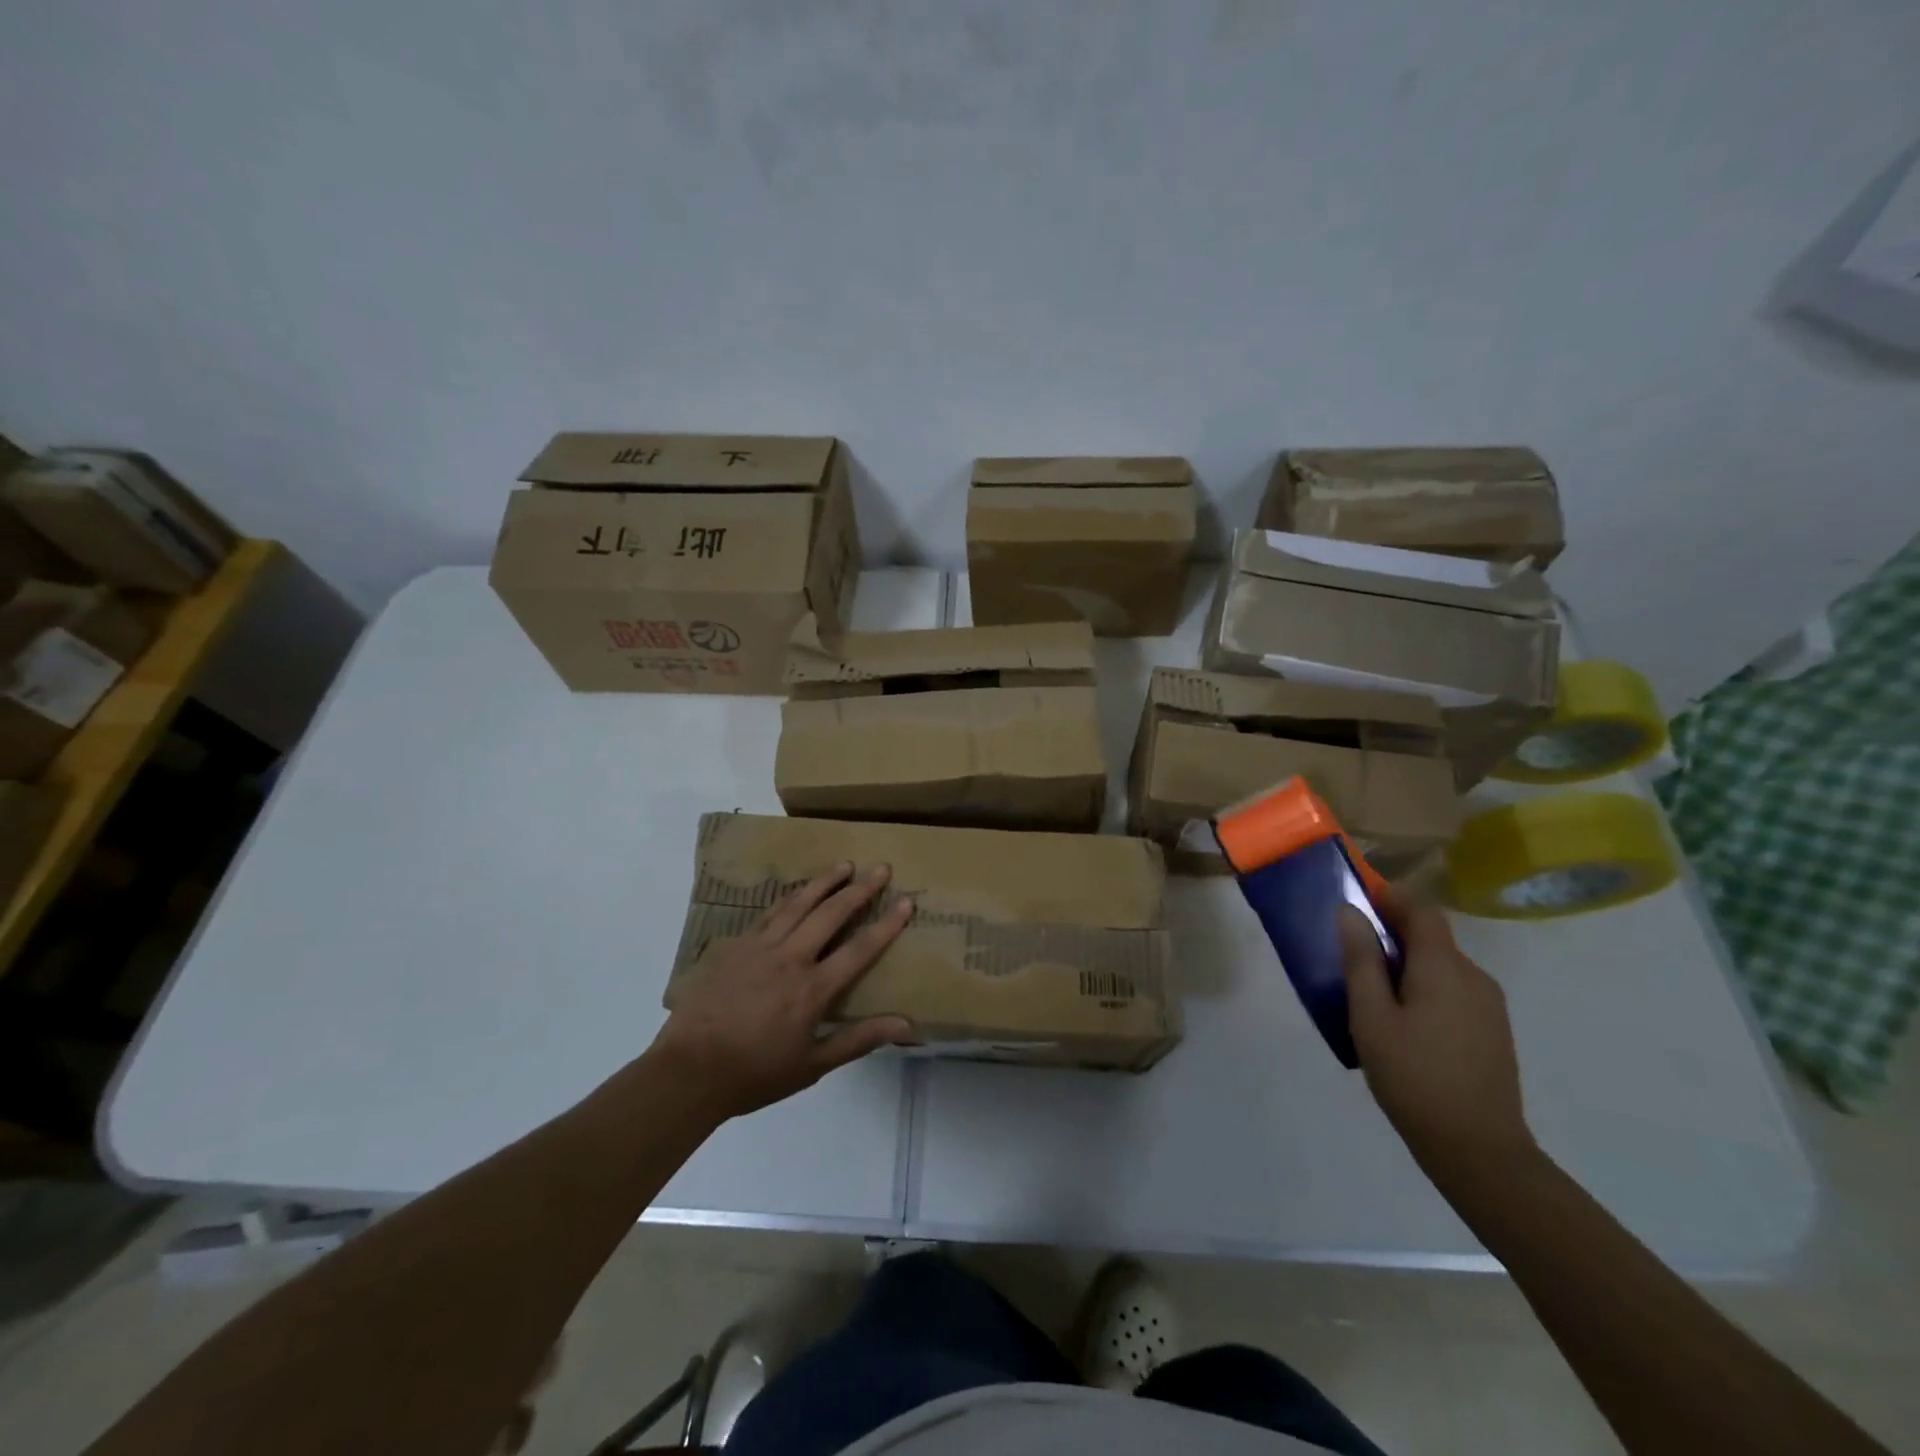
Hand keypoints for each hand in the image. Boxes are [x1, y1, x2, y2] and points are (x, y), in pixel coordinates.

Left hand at [647, 862, 916, 1119]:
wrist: (688, 1071)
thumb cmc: (754, 1073)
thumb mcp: (812, 1066)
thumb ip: (858, 1039)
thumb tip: (905, 1025)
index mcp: (812, 989)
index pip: (859, 950)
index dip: (886, 925)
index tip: (906, 902)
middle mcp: (790, 958)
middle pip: (831, 914)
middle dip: (860, 889)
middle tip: (881, 868)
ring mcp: (759, 947)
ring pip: (797, 904)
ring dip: (824, 882)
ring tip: (844, 864)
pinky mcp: (734, 946)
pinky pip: (767, 914)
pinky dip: (788, 898)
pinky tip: (796, 891)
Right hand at [1338, 888, 1537, 1189]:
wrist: (1479, 1151)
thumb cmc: (1414, 1077)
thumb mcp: (1371, 1017)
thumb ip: (1361, 960)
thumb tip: (1350, 912)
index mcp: (1444, 968)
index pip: (1422, 910)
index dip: (1390, 897)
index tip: (1357, 900)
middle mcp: (1474, 977)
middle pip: (1432, 937)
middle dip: (1393, 933)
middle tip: (1351, 951)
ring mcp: (1489, 1006)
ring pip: (1442, 966)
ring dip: (1408, 963)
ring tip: (1371, 992)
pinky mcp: (1492, 1031)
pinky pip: (1453, 991)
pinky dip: (1425, 988)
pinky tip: (1402, 1022)